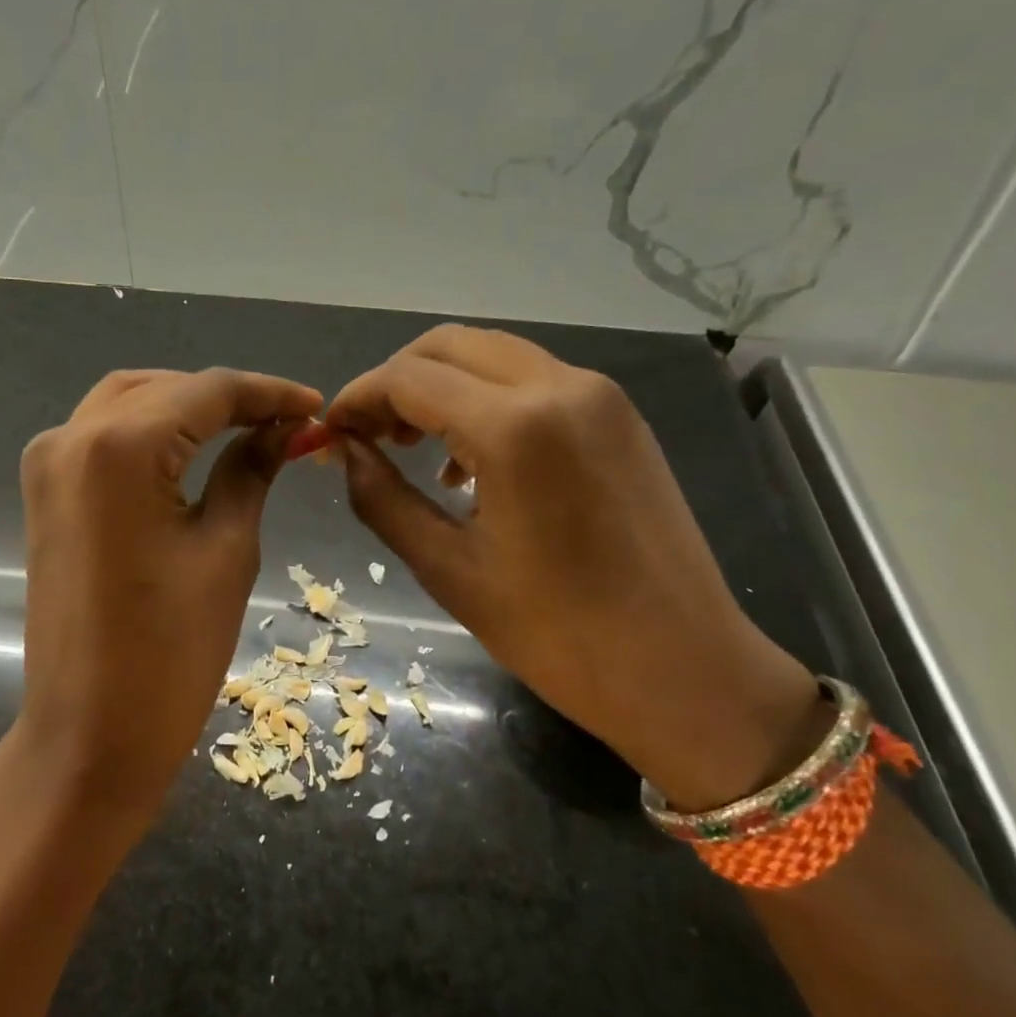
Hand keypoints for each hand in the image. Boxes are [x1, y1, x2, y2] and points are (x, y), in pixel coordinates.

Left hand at [16, 367, 322, 824]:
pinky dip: (149, 433)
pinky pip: (100, 437)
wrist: (88, 736)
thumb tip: (286, 428)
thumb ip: (251, 470)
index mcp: (120, 447)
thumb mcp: (227, 550)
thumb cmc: (171, 653)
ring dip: (185, 408)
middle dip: (226, 398)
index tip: (315, 405)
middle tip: (285, 422)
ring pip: (127, 404)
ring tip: (245, 429)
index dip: (267, 393)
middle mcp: (70, 437)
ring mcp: (47, 465)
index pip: (207, 391)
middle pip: (164, 389)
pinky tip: (191, 449)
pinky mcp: (43, 493)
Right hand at [326, 325, 823, 809]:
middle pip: (449, 346)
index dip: (357, 398)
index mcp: (514, 428)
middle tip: (367, 435)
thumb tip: (344, 451)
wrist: (685, 670)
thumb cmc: (557, 634)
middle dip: (395, 381)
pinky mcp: (620, 416)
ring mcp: (599, 396)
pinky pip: (533, 380)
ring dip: (440, 386)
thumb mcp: (448, 569)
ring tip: (412, 446)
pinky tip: (470, 460)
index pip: (408, 379)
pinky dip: (486, 399)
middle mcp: (561, 387)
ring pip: (493, 356)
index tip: (330, 433)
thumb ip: (382, 498)